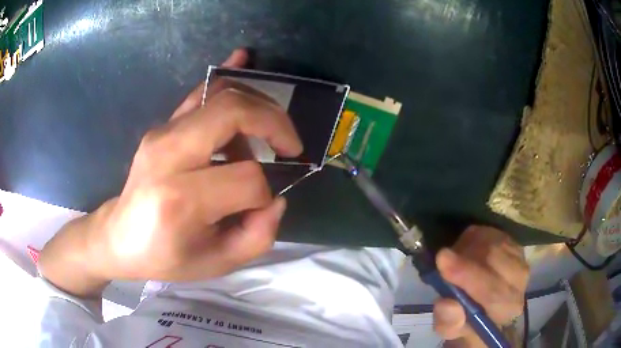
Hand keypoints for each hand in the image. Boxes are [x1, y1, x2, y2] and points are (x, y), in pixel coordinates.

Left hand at [39, 49, 303, 296]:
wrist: (119, 237)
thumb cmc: (165, 256)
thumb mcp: (216, 264)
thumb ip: (258, 236)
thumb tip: (275, 197)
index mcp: (180, 199)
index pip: (246, 178)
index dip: (264, 193)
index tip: (260, 207)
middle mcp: (168, 154)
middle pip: (233, 113)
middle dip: (274, 123)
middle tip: (290, 146)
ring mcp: (163, 133)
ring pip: (221, 95)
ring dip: (257, 109)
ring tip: (268, 136)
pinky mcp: (162, 126)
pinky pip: (199, 92)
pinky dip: (227, 73)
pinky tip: (244, 57)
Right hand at [433, 226, 528, 346]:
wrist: (485, 310)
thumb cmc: (467, 323)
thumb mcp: (452, 331)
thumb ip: (449, 323)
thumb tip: (447, 303)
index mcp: (507, 308)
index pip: (493, 290)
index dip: (468, 274)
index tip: (442, 260)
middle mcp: (520, 281)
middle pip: (495, 259)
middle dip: (465, 257)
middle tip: (442, 258)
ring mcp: (519, 258)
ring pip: (493, 242)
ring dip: (467, 248)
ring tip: (453, 261)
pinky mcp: (512, 243)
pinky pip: (491, 233)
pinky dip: (473, 239)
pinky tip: (465, 252)